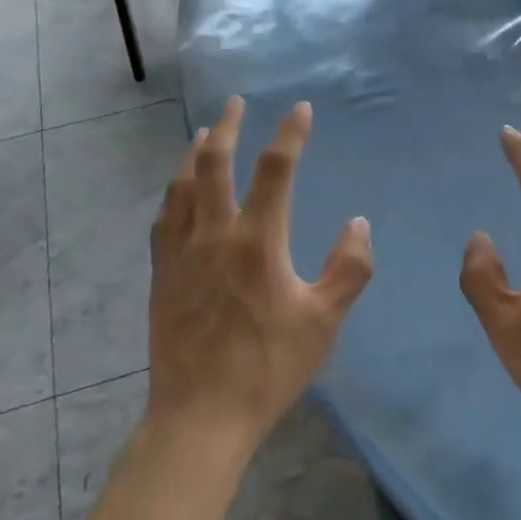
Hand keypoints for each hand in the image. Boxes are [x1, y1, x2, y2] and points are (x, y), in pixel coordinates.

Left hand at [147, 96, 373, 455]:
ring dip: (195, 153)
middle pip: (215, 163)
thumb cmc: (268, 368)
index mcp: (257, 241)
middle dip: (226, 126)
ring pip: (183, 185)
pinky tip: (178, 190)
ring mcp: (181, 252)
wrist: (201, 416)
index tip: (300, 109)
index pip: (276, 170)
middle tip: (234, 102)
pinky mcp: (162, 273)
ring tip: (203, 134)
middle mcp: (214, 234)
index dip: (290, 134)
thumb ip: (348, 269)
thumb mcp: (323, 322)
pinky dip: (174, 192)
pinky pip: (164, 218)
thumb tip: (358, 223)